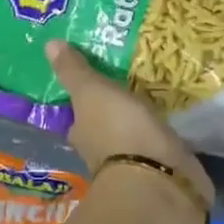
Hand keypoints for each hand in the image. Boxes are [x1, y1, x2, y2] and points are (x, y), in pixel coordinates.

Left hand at [47, 40, 213, 212]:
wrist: (161, 180)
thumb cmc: (119, 132)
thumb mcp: (93, 93)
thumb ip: (75, 71)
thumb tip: (48, 43)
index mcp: (82, 133)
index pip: (80, 112)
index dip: (87, 96)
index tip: (100, 78)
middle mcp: (102, 152)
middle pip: (107, 124)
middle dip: (117, 108)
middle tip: (132, 80)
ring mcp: (135, 165)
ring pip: (135, 136)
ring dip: (142, 122)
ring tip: (158, 94)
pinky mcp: (164, 172)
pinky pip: (161, 146)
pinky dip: (165, 135)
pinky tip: (174, 120)